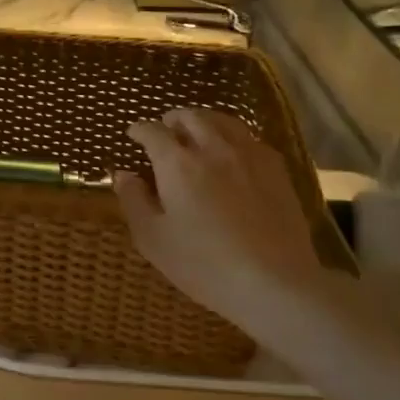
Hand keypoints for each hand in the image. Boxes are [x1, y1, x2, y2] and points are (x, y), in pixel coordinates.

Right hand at [114, 108, 324, 329]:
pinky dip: (233, 137)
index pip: (153, 132)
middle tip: (165, 127)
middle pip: (192, 117)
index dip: (140, 130)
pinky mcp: (277, 170)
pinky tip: (232, 153)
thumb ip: (134, 201)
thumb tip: (123, 175)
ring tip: (198, 131)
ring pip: (224, 122)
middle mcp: (213, 148)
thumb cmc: (203, 264)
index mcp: (177, 163)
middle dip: (174, 119)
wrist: (273, 282)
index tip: (133, 133)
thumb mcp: (153, 239)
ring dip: (205, 121)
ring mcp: (249, 156)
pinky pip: (250, 140)